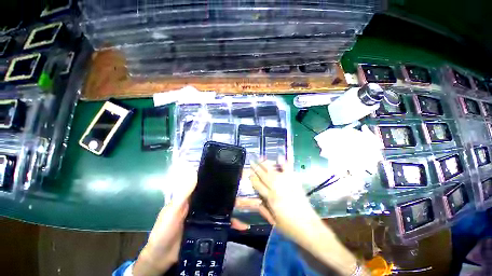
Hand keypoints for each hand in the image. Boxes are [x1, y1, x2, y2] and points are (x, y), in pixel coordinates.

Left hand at [133, 172, 249, 275]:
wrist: (162, 257)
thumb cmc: (164, 230)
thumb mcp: (173, 210)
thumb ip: (183, 193)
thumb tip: (194, 171)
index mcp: (195, 196)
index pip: (210, 184)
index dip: (222, 179)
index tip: (236, 174)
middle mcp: (204, 204)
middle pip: (221, 196)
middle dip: (235, 194)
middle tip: (249, 190)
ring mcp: (208, 216)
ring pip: (225, 209)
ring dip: (237, 208)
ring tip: (252, 206)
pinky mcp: (211, 228)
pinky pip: (224, 224)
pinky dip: (233, 225)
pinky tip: (243, 226)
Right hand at [249, 161, 323, 244]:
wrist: (309, 227)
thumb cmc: (289, 227)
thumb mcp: (273, 221)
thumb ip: (264, 209)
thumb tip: (257, 200)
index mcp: (270, 198)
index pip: (258, 185)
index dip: (253, 178)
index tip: (249, 172)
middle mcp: (276, 188)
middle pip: (264, 175)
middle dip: (257, 167)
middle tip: (252, 160)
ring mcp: (286, 183)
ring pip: (273, 171)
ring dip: (266, 164)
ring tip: (261, 158)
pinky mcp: (295, 182)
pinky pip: (289, 170)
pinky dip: (284, 163)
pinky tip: (280, 157)